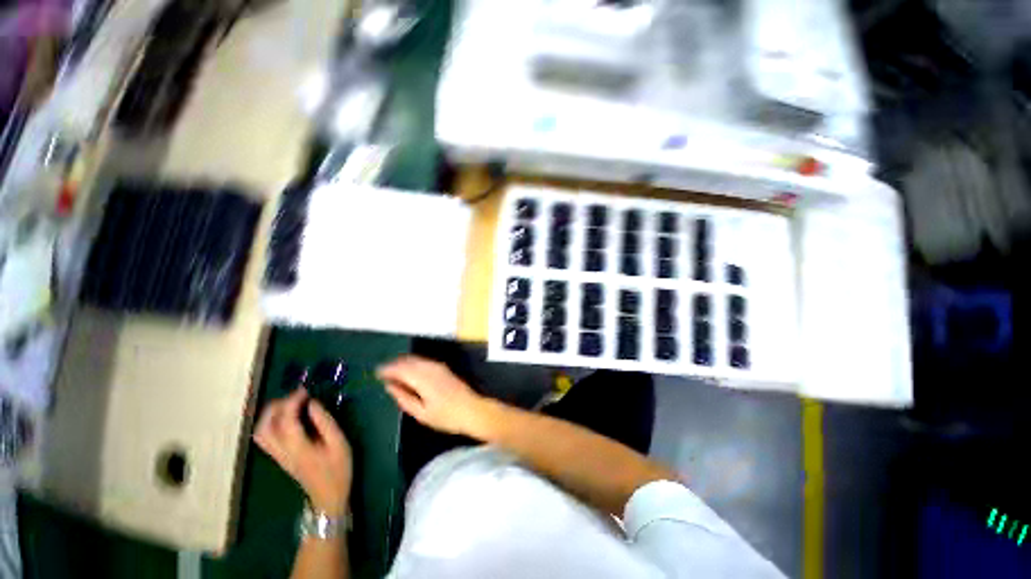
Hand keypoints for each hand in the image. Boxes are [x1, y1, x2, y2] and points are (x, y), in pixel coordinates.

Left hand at [253, 389, 352, 516]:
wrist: (328, 497)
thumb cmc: (338, 469)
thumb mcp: (339, 444)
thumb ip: (325, 423)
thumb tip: (313, 404)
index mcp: (298, 448)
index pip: (286, 420)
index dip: (292, 402)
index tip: (305, 390)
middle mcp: (282, 452)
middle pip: (265, 426)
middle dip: (277, 406)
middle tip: (296, 396)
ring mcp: (277, 456)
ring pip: (260, 432)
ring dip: (270, 414)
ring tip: (289, 403)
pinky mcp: (279, 458)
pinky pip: (265, 437)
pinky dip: (270, 423)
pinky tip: (286, 417)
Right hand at [377, 355, 487, 435]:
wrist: (472, 410)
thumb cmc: (446, 417)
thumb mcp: (421, 413)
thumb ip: (404, 398)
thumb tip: (389, 386)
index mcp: (423, 379)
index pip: (401, 369)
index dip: (387, 369)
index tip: (376, 373)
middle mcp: (431, 368)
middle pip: (408, 361)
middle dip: (394, 365)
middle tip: (382, 373)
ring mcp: (439, 366)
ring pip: (416, 359)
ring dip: (403, 363)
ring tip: (392, 372)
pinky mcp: (444, 368)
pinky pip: (424, 361)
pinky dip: (413, 364)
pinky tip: (409, 372)